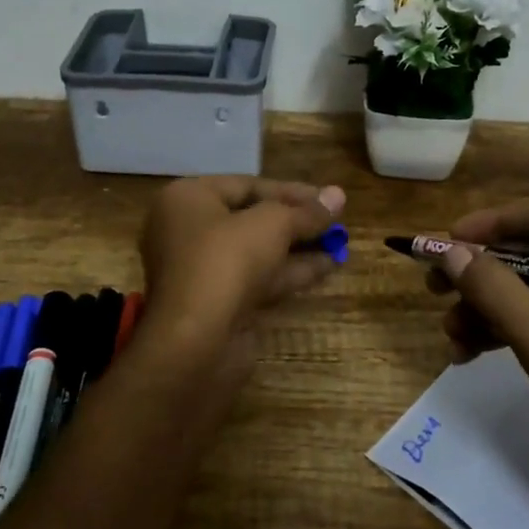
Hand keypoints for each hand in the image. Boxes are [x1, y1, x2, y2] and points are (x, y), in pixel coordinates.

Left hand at [138, 176, 344, 360]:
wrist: (195, 343)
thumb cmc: (226, 262)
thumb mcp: (272, 224)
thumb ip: (306, 212)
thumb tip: (338, 194)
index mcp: (188, 199)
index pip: (247, 185)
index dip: (292, 191)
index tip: (329, 199)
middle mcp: (188, 230)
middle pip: (252, 218)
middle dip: (296, 221)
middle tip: (336, 222)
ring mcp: (201, 270)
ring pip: (257, 251)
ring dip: (298, 247)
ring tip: (341, 244)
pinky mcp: (217, 304)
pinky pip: (257, 279)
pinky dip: (289, 272)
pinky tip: (327, 268)